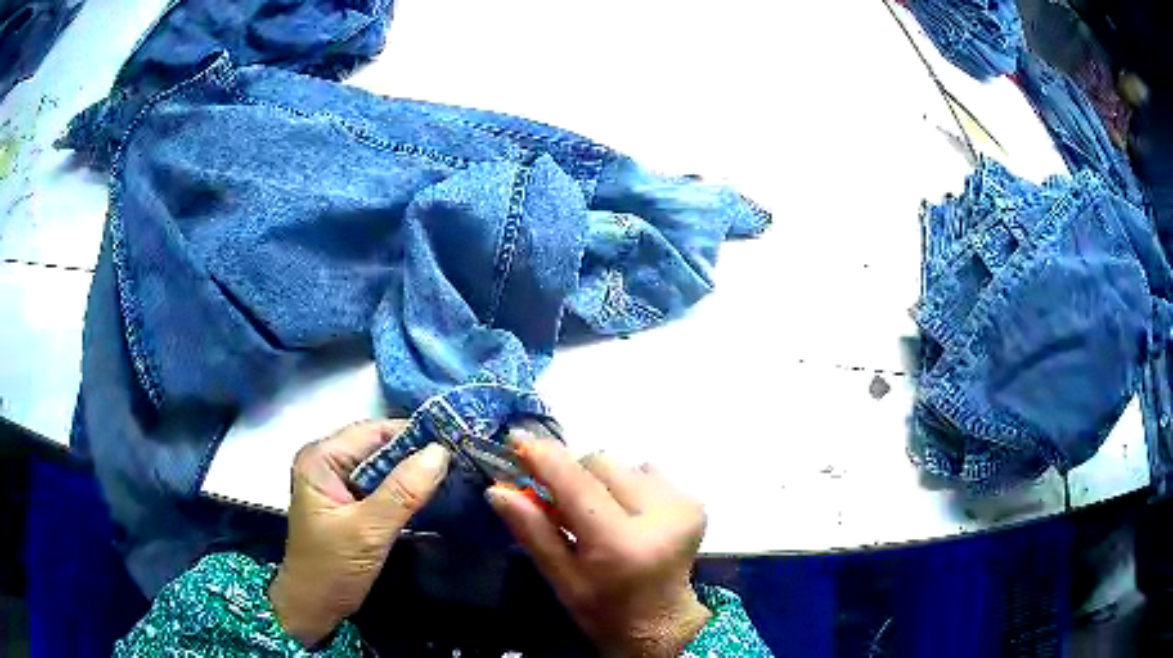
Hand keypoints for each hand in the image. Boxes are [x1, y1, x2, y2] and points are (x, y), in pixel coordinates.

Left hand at [269, 420, 450, 646]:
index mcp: (321, 458)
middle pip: (379, 447)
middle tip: (464, 456)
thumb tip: (441, 451)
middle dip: (418, 453)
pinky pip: (384, 487)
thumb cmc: (331, 568)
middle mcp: (328, 462)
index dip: (414, 433)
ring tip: (458, 472)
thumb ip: (403, 492)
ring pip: (384, 468)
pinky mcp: (351, 504)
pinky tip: (436, 494)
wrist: (314, 608)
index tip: (457, 438)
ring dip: (416, 473)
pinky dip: (407, 491)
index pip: (373, 431)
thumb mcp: (367, 530)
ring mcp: (339, 483)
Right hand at [487, 431, 710, 656]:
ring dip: (601, 482)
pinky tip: (627, 516)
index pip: (576, 484)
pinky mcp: (694, 501)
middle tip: (559, 502)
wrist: (663, 623)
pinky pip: (646, 473)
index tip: (516, 440)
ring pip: (622, 465)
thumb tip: (497, 489)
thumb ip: (532, 531)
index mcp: (621, 544)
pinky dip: (627, 486)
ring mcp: (683, 505)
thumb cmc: (604, 610)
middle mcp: (659, 515)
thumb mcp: (561, 579)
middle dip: (573, 476)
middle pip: (600, 464)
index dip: (544, 457)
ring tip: (598, 515)